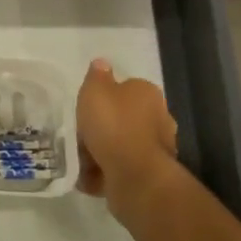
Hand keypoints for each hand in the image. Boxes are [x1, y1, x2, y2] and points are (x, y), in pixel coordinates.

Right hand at [76, 59, 178, 215]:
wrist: (133, 175)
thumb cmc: (113, 124)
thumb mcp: (95, 91)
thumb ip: (97, 76)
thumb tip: (102, 63)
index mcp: (148, 94)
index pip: (127, 88)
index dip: (106, 96)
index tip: (89, 107)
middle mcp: (160, 118)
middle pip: (126, 118)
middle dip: (106, 126)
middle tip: (83, 133)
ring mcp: (157, 149)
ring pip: (123, 144)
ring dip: (105, 150)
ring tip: (81, 158)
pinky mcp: (150, 174)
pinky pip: (122, 168)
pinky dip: (107, 171)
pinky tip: (89, 176)